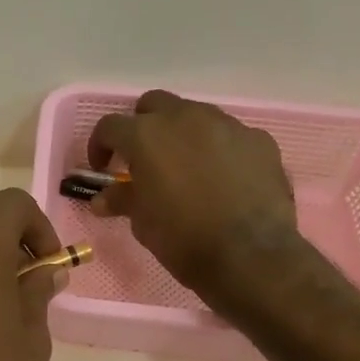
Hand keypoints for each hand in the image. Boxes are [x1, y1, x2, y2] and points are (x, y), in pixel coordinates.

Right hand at [89, 90, 301, 299]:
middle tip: (144, 159)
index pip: (110, 126)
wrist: (249, 256)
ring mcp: (226, 125)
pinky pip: (230, 136)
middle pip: (154, 105)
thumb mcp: (142, 222)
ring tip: (186, 168)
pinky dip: (219, 150)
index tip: (104, 168)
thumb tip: (102, 198)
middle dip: (143, 126)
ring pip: (195, 115)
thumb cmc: (183, 238)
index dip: (100, 145)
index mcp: (146, 135)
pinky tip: (223, 179)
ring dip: (183, 135)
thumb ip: (122, 199)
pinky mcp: (258, 139)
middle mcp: (185, 118)